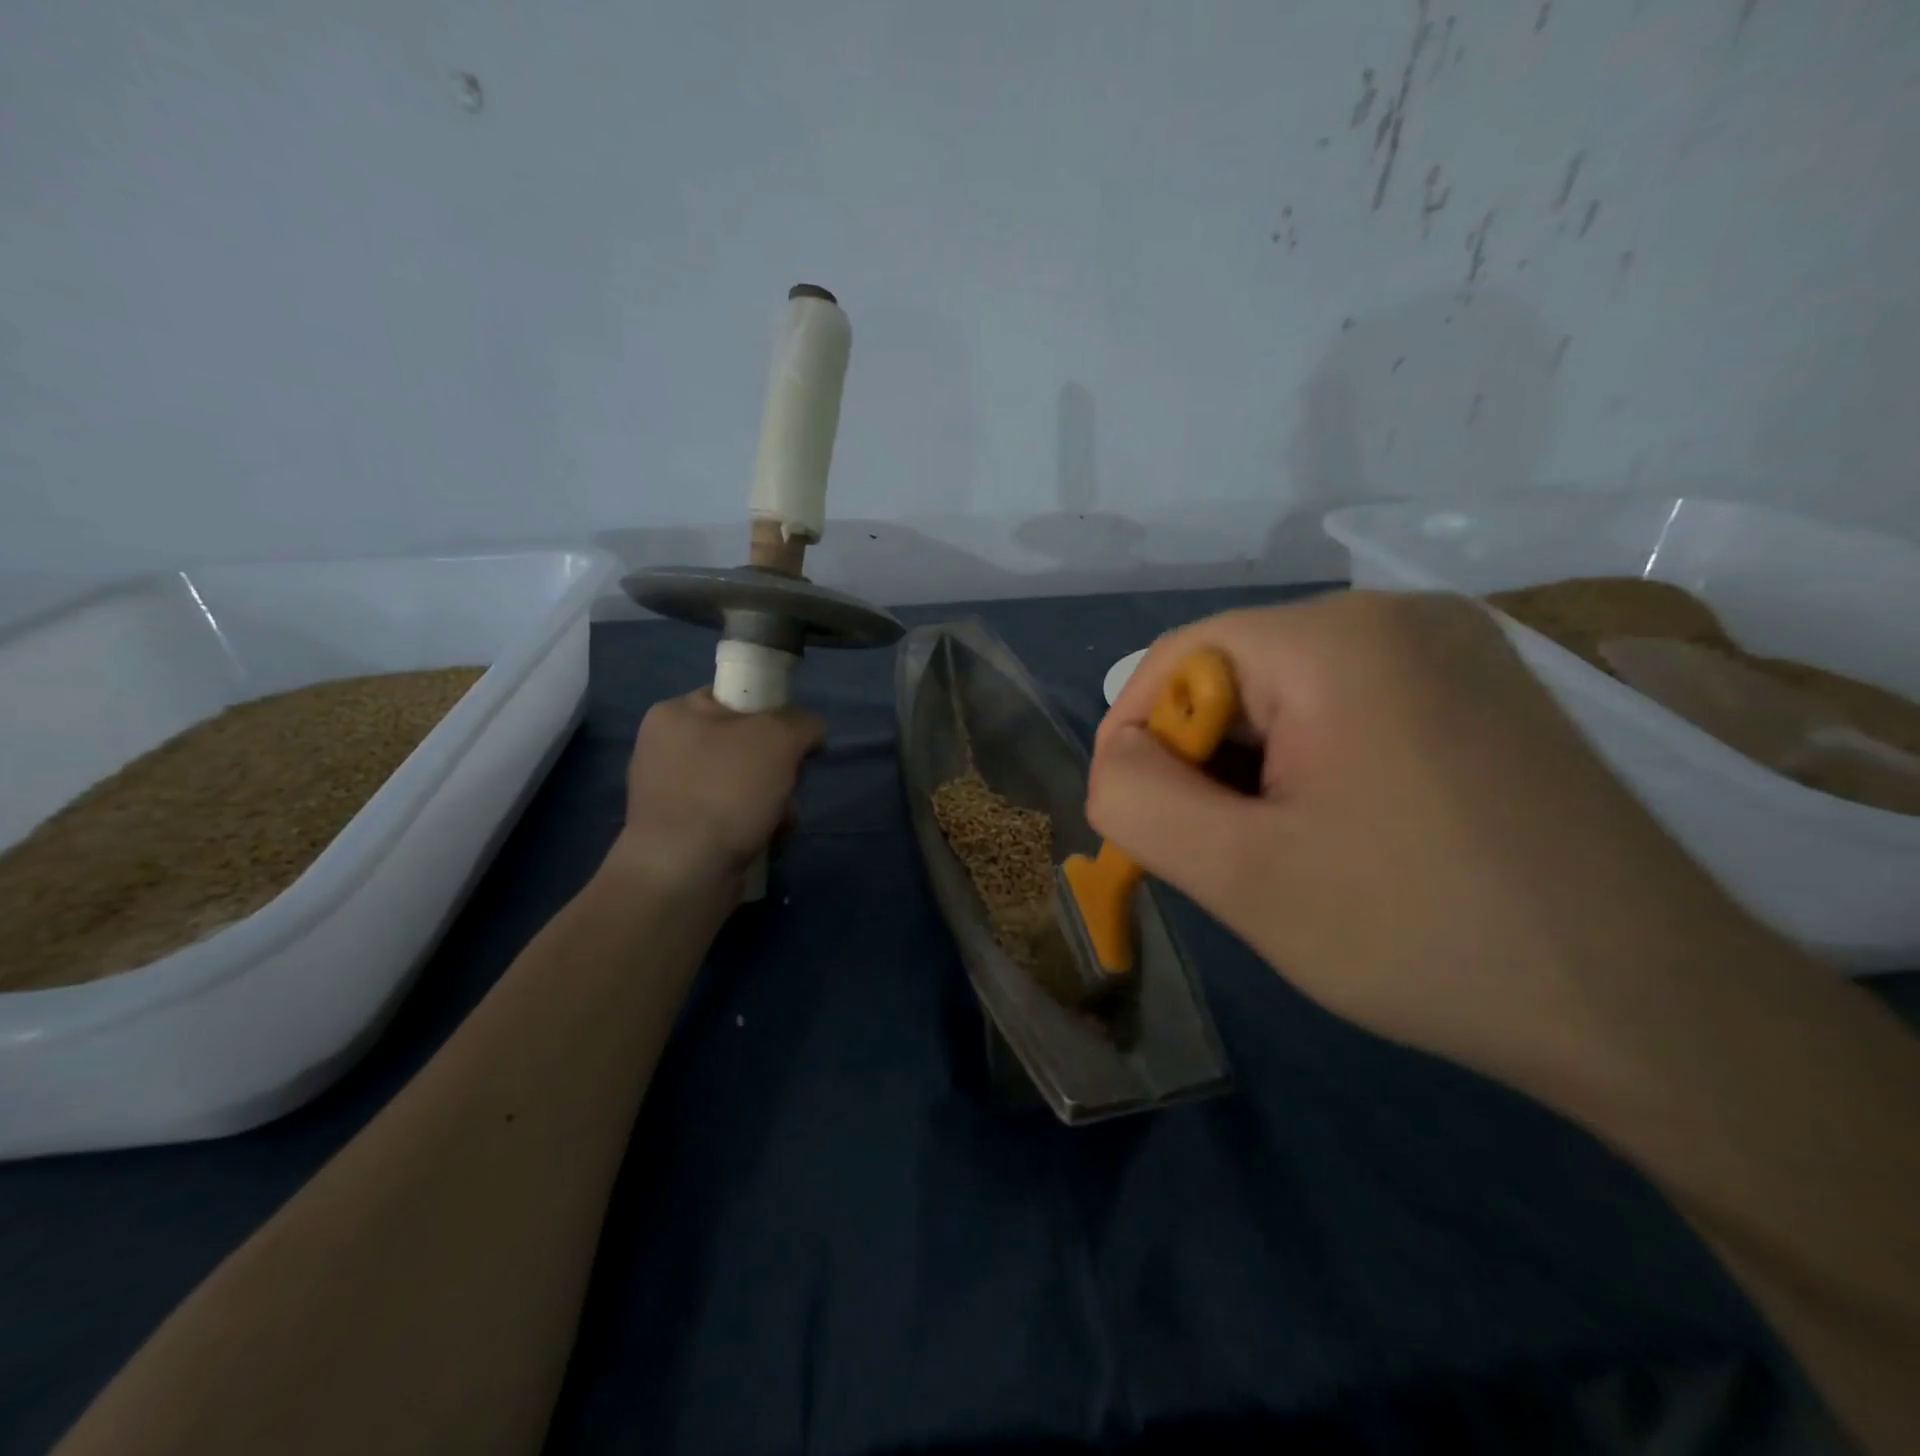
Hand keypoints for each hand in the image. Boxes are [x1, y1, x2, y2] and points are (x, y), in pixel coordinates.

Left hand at [609, 689, 824, 894]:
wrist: (684, 872)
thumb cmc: (726, 791)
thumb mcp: (778, 738)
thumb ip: (802, 722)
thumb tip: (809, 731)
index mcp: (675, 714)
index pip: (734, 697)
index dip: (772, 712)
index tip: (794, 737)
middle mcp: (665, 749)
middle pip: (744, 744)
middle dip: (778, 766)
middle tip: (788, 782)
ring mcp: (670, 793)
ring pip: (743, 784)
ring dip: (774, 800)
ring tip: (780, 819)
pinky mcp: (680, 832)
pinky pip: (731, 817)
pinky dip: (755, 826)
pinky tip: (767, 840)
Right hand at [1088, 592, 1767, 1094]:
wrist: (1654, 1011)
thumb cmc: (1424, 936)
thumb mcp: (1242, 877)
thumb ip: (1139, 801)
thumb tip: (1117, 758)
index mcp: (1338, 638)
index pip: (1179, 657)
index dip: (1139, 738)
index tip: (1144, 823)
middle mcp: (1401, 615)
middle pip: (1238, 674)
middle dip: (1206, 762)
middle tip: (1225, 854)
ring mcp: (1457, 649)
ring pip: (1292, 695)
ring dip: (1259, 769)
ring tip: (1287, 853)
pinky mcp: (1487, 692)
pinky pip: (1353, 707)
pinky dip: (1317, 764)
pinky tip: (1347, 833)